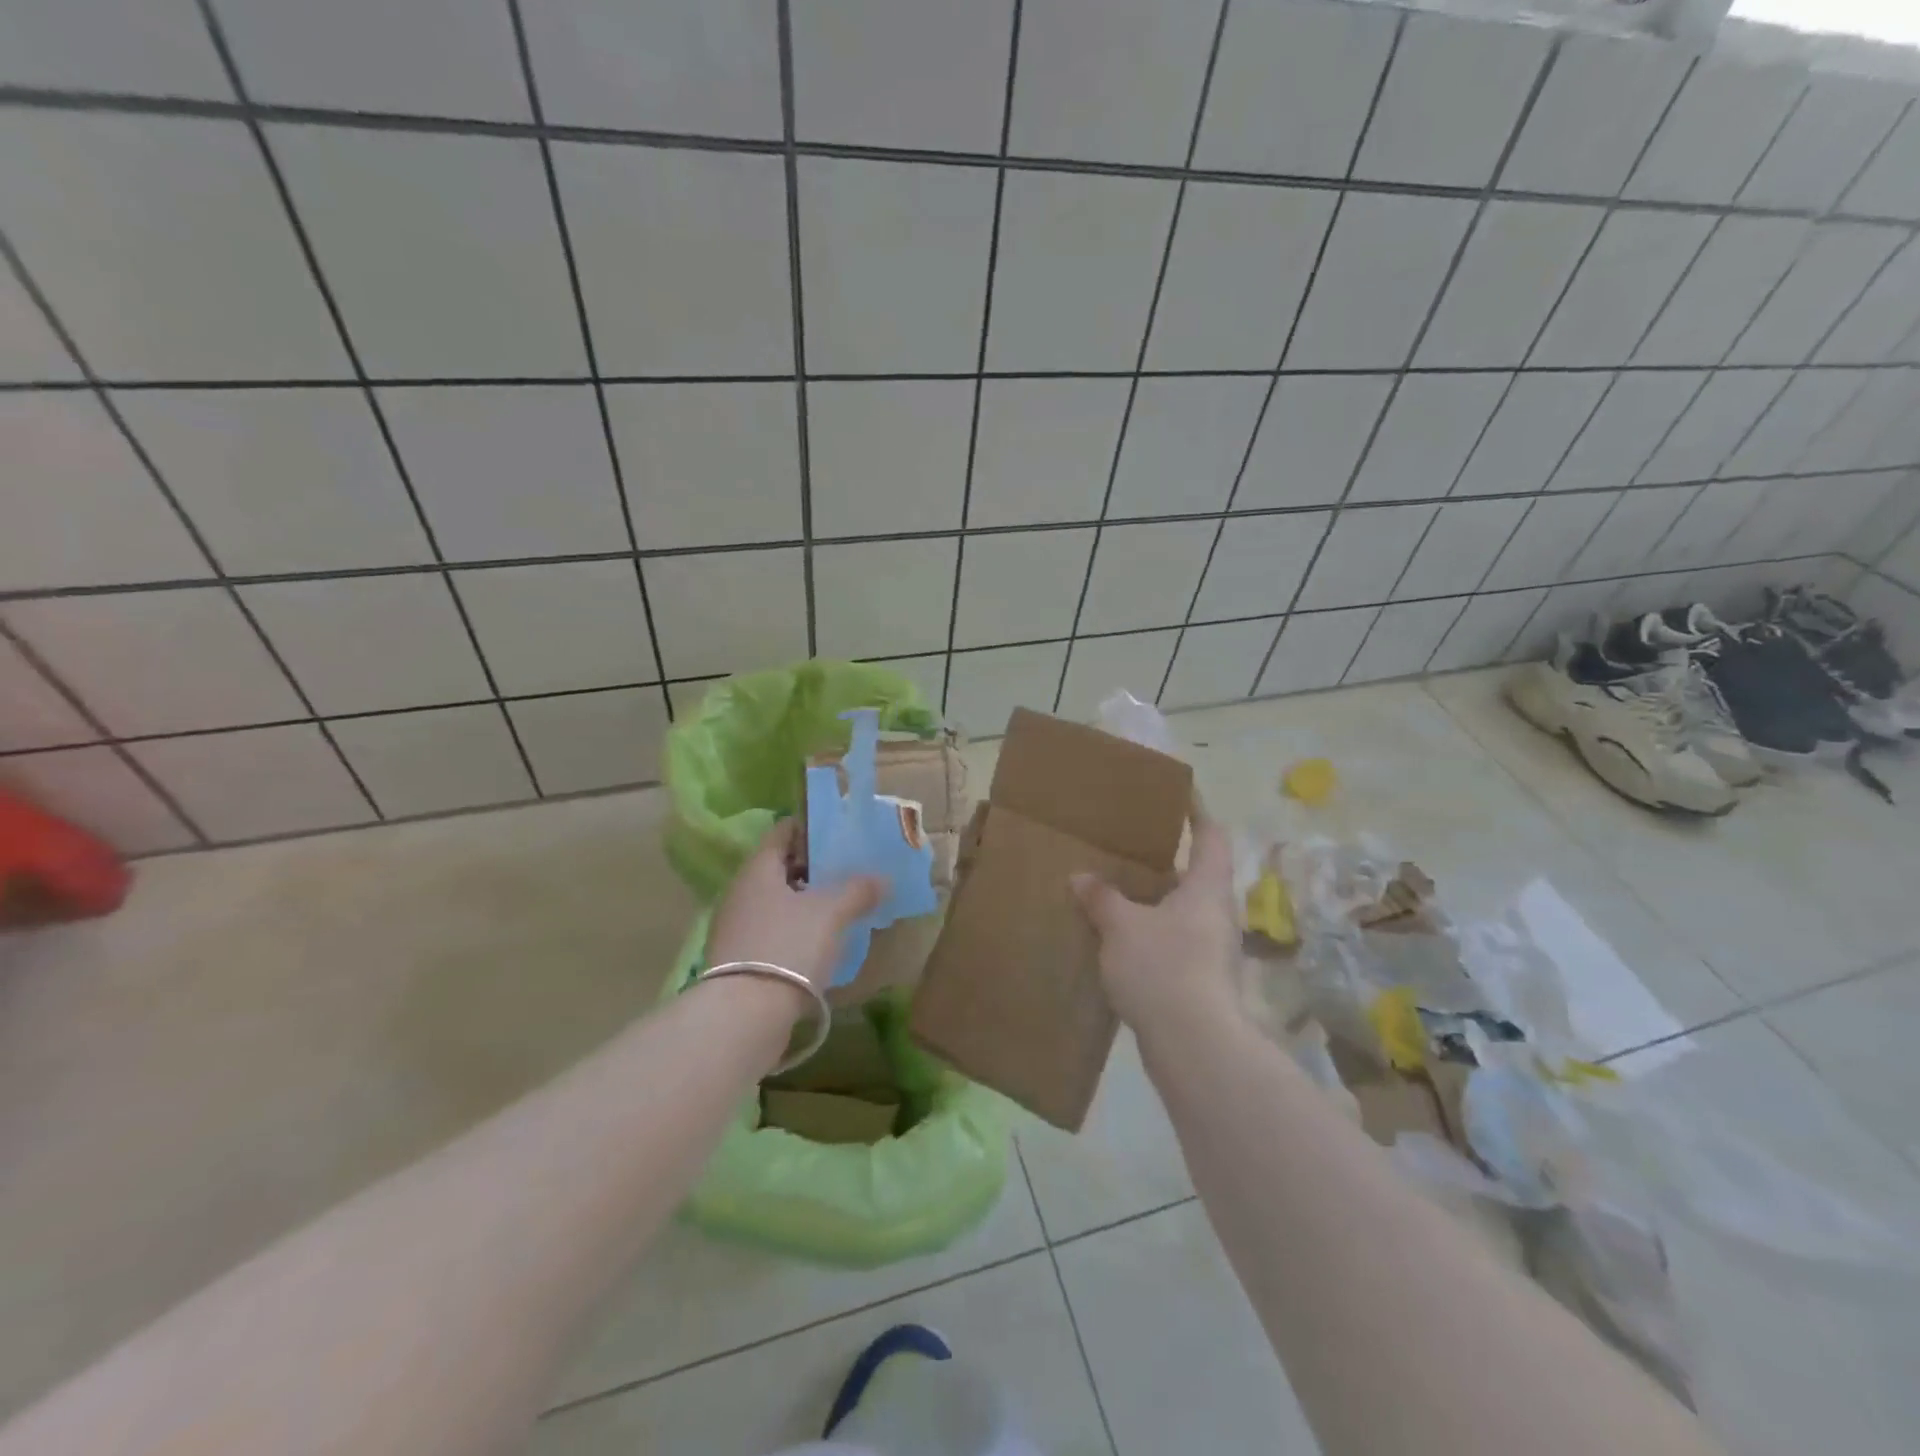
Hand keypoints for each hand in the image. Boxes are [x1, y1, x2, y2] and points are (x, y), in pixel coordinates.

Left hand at [706, 821, 884, 994]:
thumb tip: (883, 878)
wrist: (744, 1015)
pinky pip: (772, 931)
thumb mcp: (831, 912)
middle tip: (849, 871)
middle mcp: (741, 892)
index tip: (840, 834)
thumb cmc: (788, 946)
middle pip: (780, 868)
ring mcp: (736, 927)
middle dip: (814, 868)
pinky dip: (795, 930)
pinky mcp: (738, 960)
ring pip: (777, 902)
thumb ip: (858, 889)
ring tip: (841, 908)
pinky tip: (820, 943)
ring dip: (806, 902)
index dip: (812, 829)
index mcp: (758, 869)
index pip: (783, 832)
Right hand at [1071, 819, 1237, 1029]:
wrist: (1194, 1045)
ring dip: (1155, 901)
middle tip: (1131, 846)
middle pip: (1198, 875)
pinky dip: (1150, 934)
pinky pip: (1174, 943)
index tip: (1180, 794)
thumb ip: (1102, 898)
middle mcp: (1217, 914)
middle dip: (1167, 861)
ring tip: (1117, 891)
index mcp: (1207, 888)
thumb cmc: (1163, 967)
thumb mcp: (1121, 926)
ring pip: (1183, 912)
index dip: (1198, 812)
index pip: (1211, 836)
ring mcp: (1213, 950)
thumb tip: (1082, 878)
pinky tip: (1119, 940)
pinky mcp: (1201, 981)